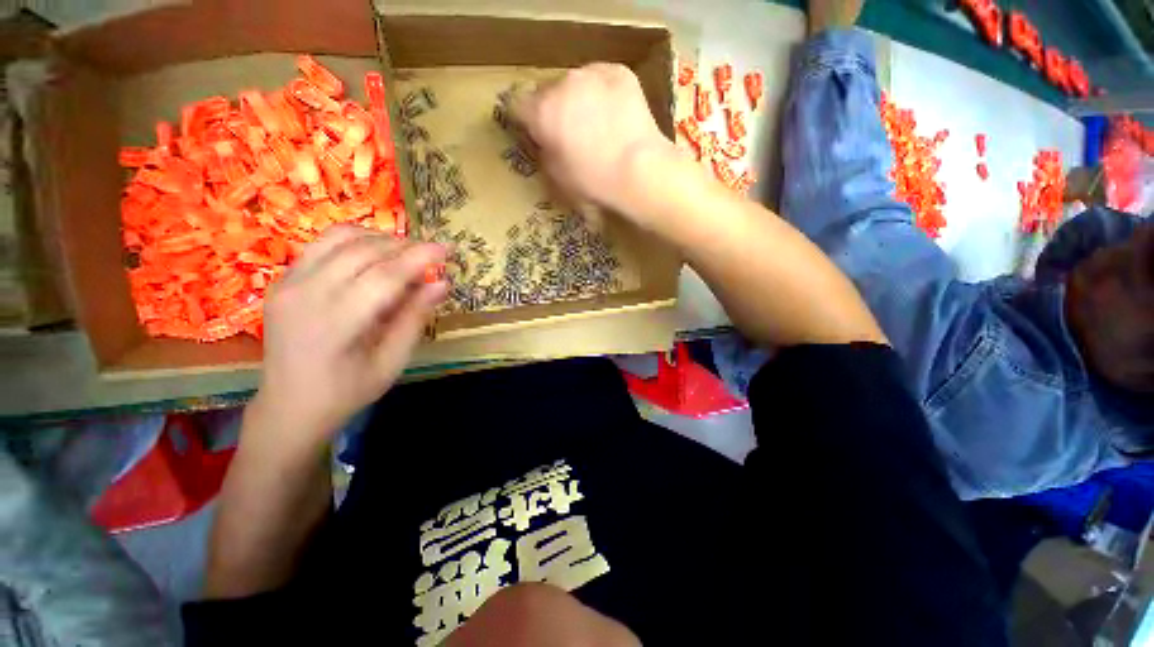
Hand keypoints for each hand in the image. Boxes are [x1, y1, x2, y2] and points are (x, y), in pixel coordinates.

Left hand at [248, 225, 447, 449]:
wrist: (289, 407)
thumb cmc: (347, 391)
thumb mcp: (391, 362)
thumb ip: (415, 318)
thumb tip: (441, 284)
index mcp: (337, 322)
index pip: (386, 275)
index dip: (421, 257)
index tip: (448, 248)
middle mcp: (307, 293)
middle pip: (365, 250)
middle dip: (405, 246)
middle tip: (432, 255)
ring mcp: (289, 283)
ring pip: (340, 238)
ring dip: (380, 238)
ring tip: (405, 253)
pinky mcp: (282, 281)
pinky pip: (321, 245)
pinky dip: (354, 241)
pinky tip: (373, 256)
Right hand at [514, 63, 672, 218]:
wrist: (638, 170)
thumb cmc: (594, 182)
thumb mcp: (557, 178)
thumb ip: (545, 152)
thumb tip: (547, 141)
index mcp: (541, 112)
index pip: (517, 106)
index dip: (526, 121)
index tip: (536, 133)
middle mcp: (561, 84)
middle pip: (548, 93)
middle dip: (554, 110)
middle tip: (570, 134)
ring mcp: (591, 73)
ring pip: (576, 84)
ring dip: (579, 100)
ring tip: (597, 124)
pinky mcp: (619, 72)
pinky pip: (602, 79)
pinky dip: (604, 93)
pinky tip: (616, 114)